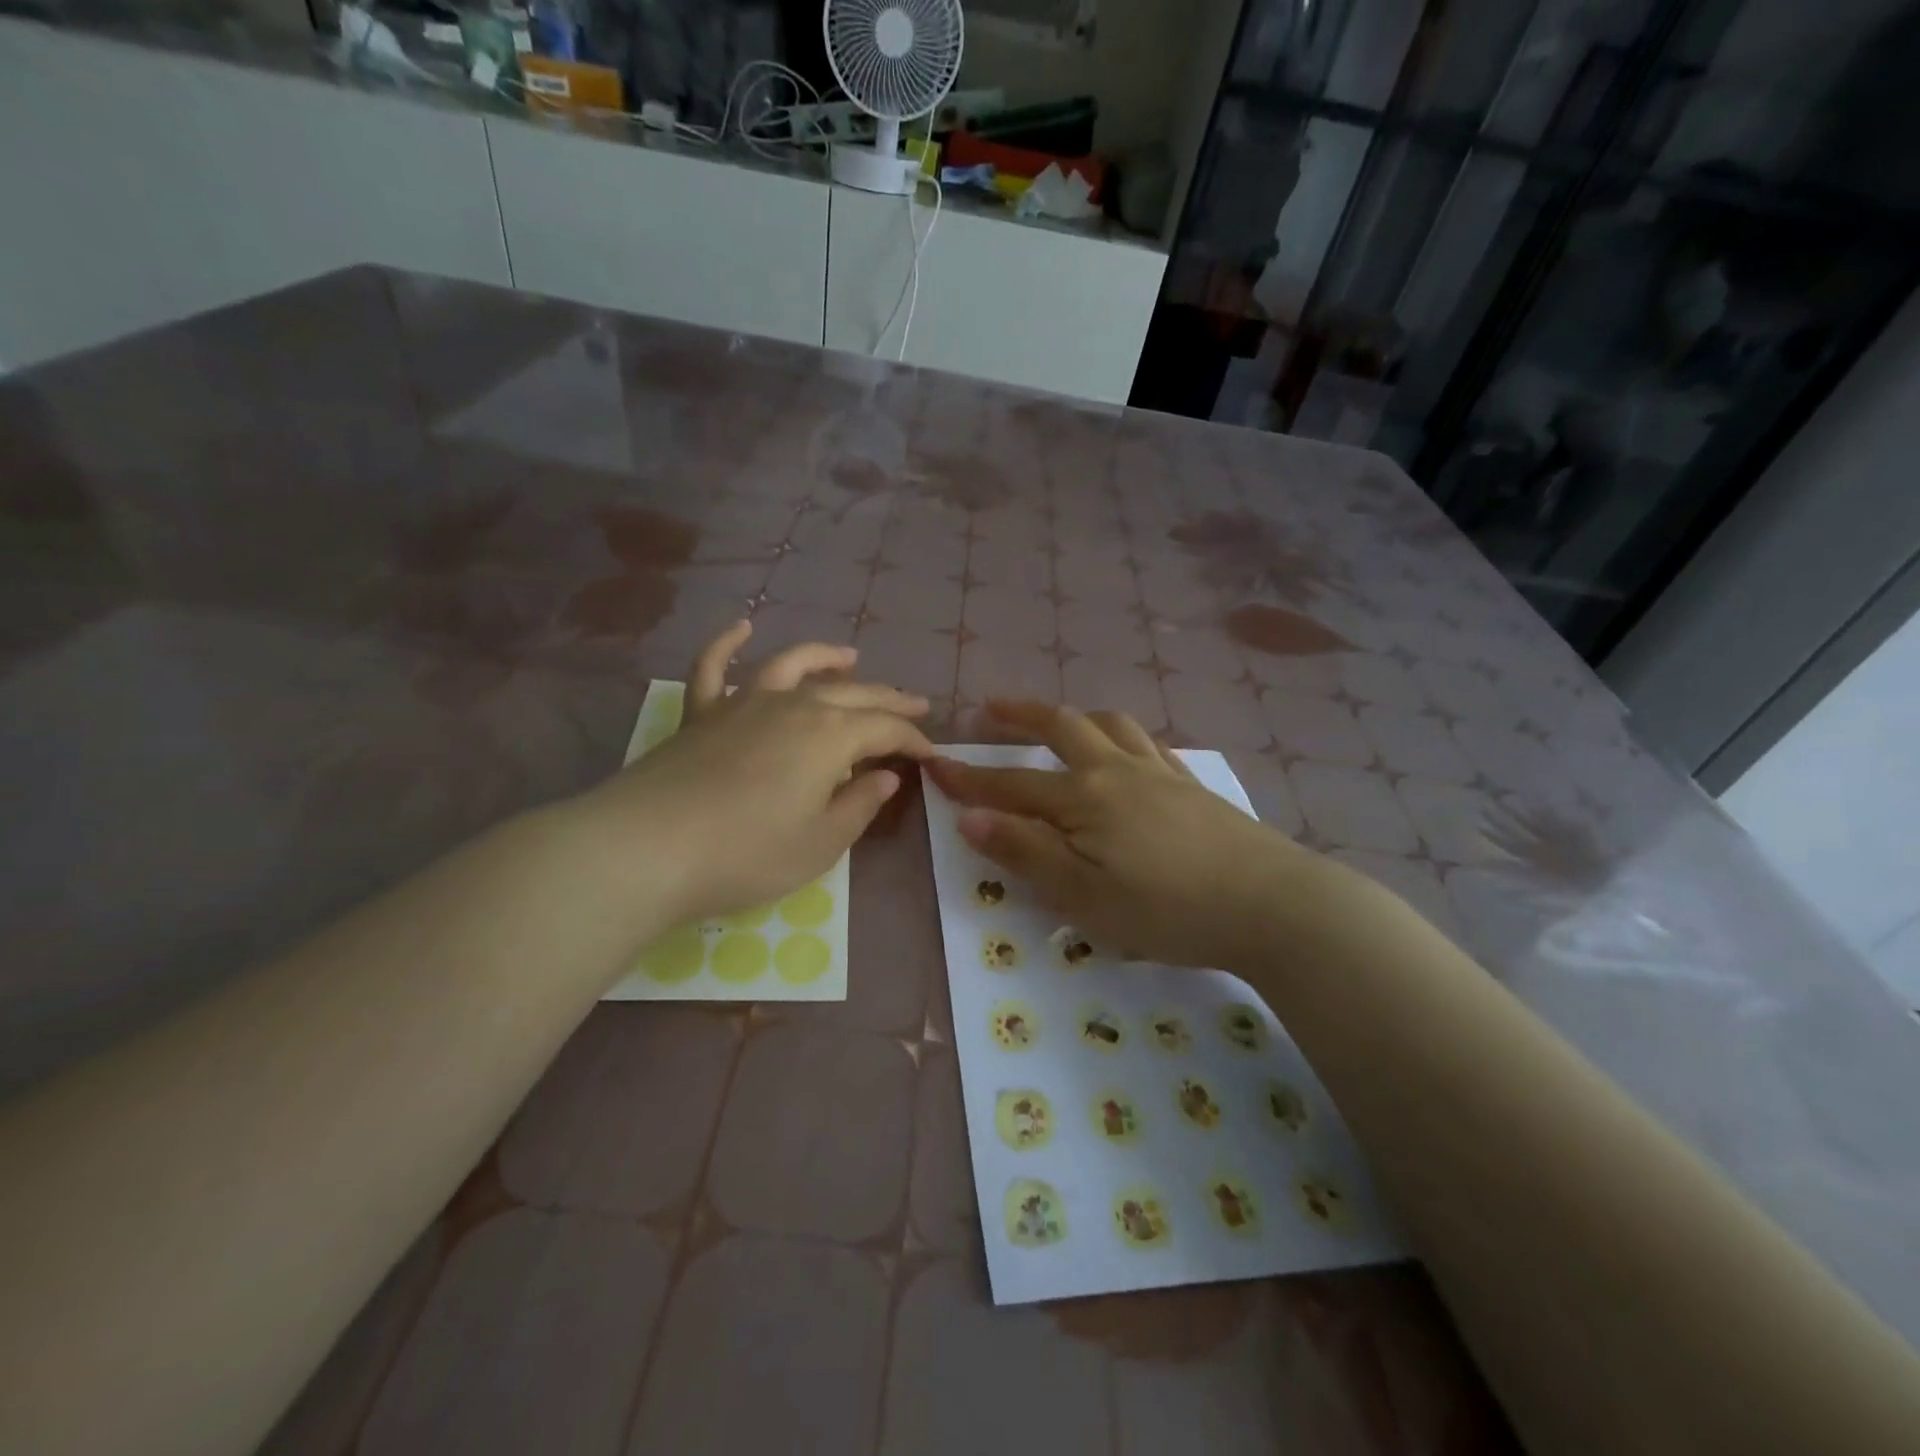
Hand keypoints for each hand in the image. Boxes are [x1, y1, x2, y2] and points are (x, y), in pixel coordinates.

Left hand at [578, 621, 933, 928]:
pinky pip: (714, 668)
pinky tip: (740, 627)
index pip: (885, 729)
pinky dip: (726, 644)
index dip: (913, 740)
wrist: (649, 849)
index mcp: (830, 736)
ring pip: (791, 666)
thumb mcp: (821, 843)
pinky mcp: (700, 715)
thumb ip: (858, 806)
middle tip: (915, 702)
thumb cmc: (748, 853)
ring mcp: (742, 704)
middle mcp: (792, 706)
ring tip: (850, 656)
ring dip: (824, 657)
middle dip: (888, 699)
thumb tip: (883, 777)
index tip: (932, 754)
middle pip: (851, 694)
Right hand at [926, 701, 1312, 970]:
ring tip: (1057, 720)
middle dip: (1020, 715)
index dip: (971, 778)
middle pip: (1062, 727)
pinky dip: (1122, 735)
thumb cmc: (1166, 909)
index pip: (1013, 784)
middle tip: (990, 707)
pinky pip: (1149, 743)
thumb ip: (1026, 853)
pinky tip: (1126, 750)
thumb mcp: (1083, 895)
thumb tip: (969, 817)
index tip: (935, 763)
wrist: (1270, 903)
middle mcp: (1117, 770)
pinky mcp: (1192, 784)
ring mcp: (1160, 772)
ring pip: (1110, 724)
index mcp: (1084, 798)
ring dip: (1074, 715)